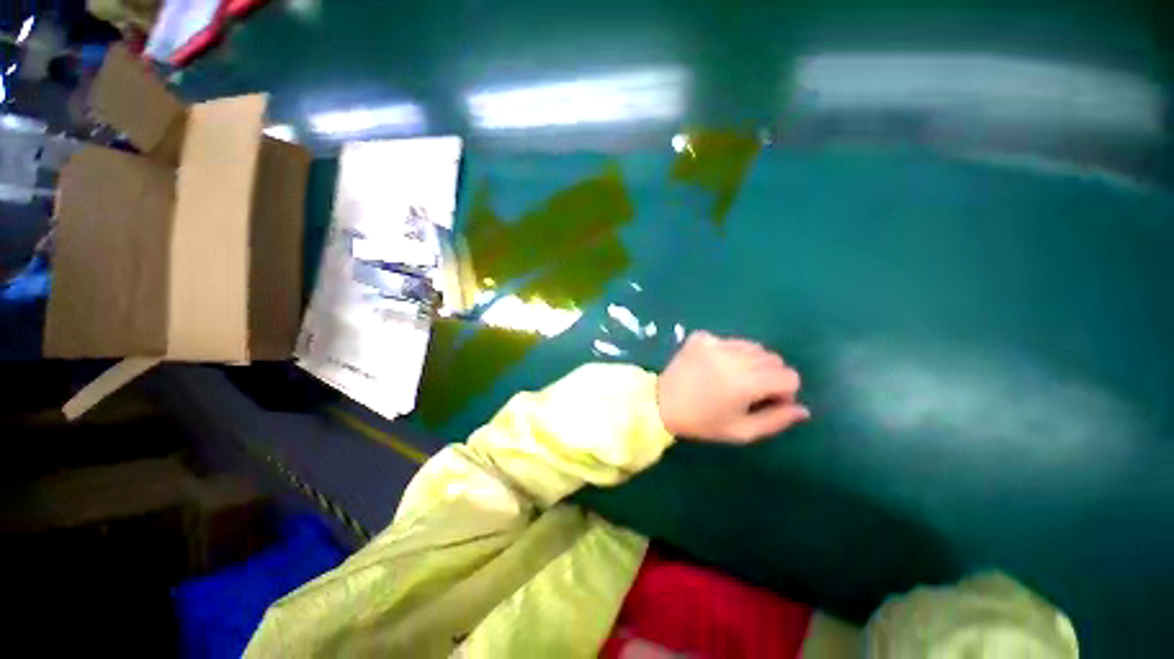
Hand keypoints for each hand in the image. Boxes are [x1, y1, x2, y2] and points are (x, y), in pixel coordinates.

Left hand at [657, 331, 809, 442]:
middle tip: (748, 391)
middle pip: (773, 358)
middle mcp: (734, 356)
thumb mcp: (741, 431)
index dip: (784, 392)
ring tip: (731, 377)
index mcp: (747, 382)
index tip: (766, 401)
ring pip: (752, 346)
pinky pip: (728, 341)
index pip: (789, 376)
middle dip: (769, 375)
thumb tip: (803, 409)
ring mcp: (715, 342)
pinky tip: (713, 366)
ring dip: (750, 361)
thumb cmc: (702, 423)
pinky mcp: (701, 337)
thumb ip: (776, 421)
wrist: (660, 404)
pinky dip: (728, 352)